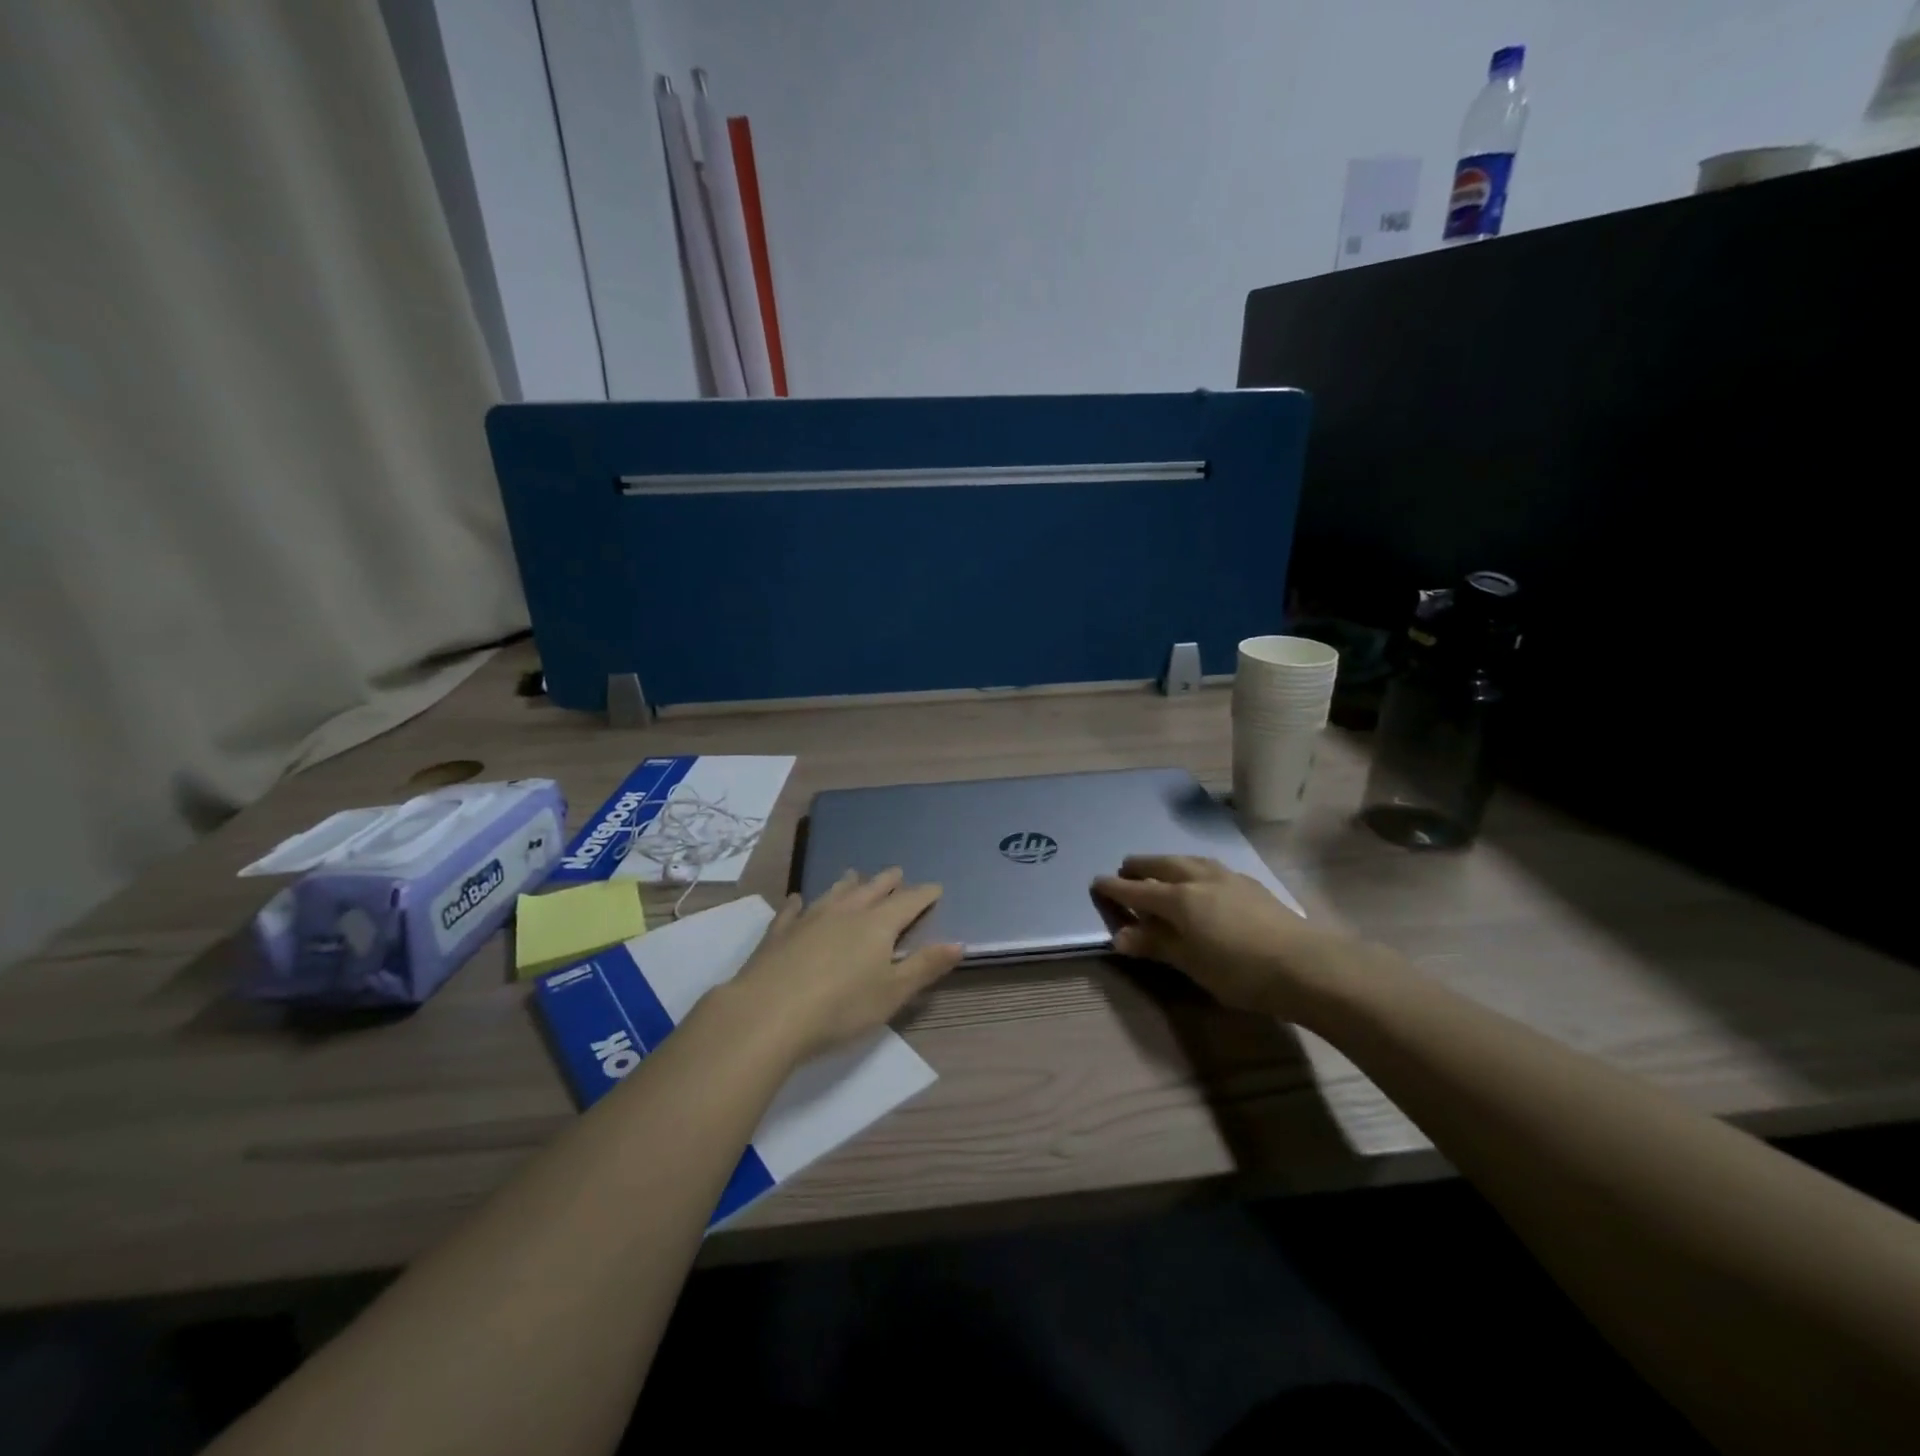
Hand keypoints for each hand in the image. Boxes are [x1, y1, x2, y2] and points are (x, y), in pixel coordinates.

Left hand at [727, 868, 962, 1059]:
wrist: (768, 1014)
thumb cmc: (841, 1008)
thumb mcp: (893, 993)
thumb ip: (925, 966)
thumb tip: (959, 943)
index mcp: (878, 925)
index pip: (908, 902)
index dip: (924, 895)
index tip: (936, 888)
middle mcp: (846, 912)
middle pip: (871, 890)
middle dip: (887, 882)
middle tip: (897, 872)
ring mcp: (809, 918)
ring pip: (834, 893)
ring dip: (848, 884)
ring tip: (854, 875)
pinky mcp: (779, 932)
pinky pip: (793, 910)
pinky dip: (799, 903)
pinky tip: (798, 899)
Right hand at [1093, 855, 1359, 1019]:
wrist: (1306, 965)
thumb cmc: (1240, 971)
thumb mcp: (1191, 964)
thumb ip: (1156, 945)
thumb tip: (1120, 936)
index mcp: (1179, 898)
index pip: (1137, 891)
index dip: (1115, 888)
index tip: (1097, 882)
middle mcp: (1199, 878)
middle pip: (1162, 865)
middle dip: (1141, 866)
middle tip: (1126, 868)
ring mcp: (1228, 877)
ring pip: (1189, 860)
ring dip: (1168, 862)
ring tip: (1161, 868)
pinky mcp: (1250, 884)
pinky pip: (1210, 866)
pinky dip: (1194, 867)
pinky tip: (1203, 878)